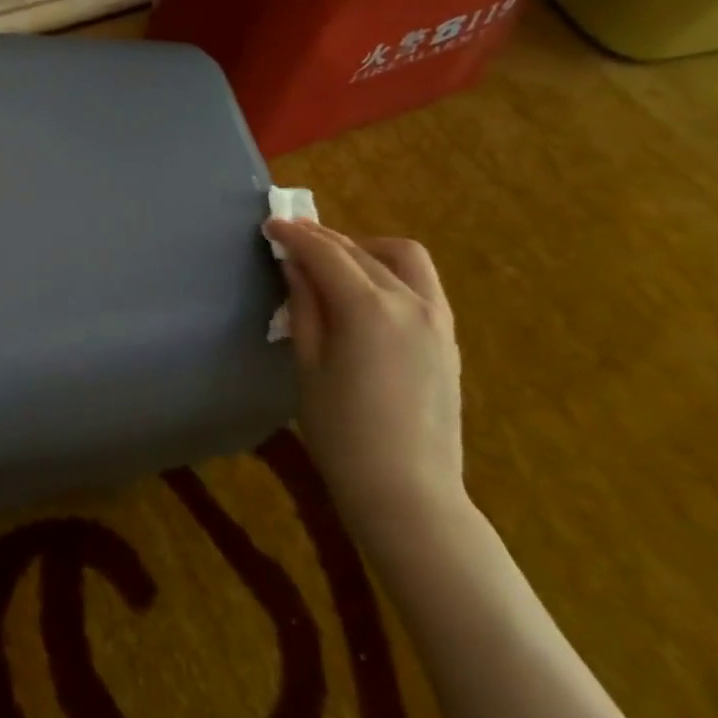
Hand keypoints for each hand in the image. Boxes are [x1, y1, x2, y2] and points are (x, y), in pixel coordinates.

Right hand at [263, 218, 465, 538]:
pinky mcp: (447, 338)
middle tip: (292, 238)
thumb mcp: (309, 366)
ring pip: (402, 257)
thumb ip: (304, 307)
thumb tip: (295, 266)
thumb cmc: (342, 433)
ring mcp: (437, 319)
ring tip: (334, 261)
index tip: (270, 225)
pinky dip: (389, 271)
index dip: (294, 235)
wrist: (408, 492)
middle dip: (323, 238)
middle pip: (361, 250)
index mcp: (368, 308)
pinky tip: (366, 291)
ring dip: (365, 247)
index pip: (325, 253)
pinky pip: (420, 284)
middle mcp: (409, 301)